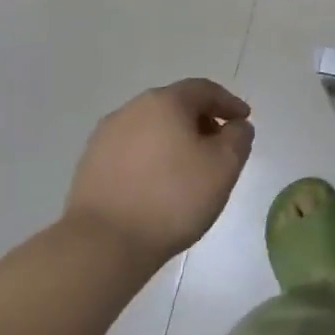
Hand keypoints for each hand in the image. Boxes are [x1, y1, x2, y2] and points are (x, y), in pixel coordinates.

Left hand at [65, 79, 254, 266]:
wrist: (103, 245)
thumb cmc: (173, 198)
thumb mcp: (224, 166)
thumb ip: (239, 137)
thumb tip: (236, 126)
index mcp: (165, 102)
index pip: (204, 90)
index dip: (228, 103)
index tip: (244, 120)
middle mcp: (132, 109)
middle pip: (176, 105)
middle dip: (201, 120)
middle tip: (219, 145)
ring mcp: (105, 136)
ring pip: (152, 127)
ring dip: (175, 139)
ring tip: (189, 168)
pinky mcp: (90, 164)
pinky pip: (132, 150)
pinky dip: (152, 157)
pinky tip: (159, 183)